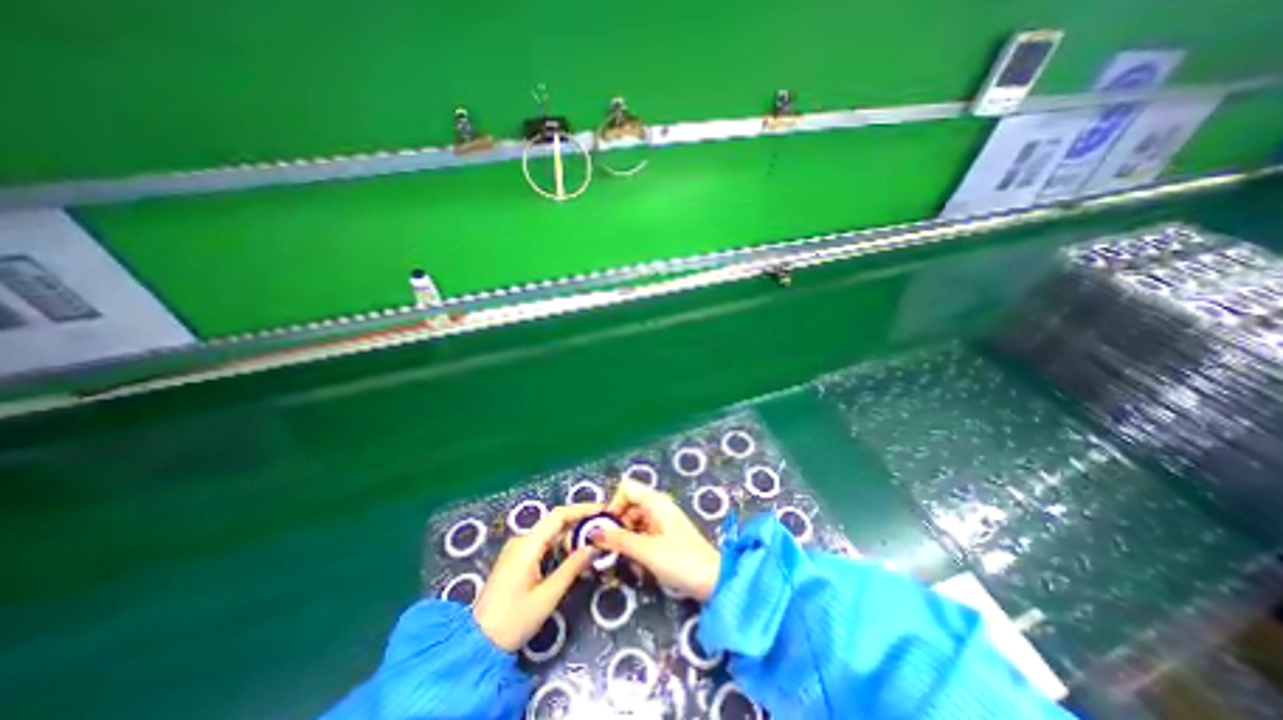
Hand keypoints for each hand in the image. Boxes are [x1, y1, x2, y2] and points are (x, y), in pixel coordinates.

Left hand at [473, 500, 605, 653]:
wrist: (476, 646)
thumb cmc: (512, 622)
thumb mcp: (547, 596)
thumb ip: (572, 568)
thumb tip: (594, 547)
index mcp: (527, 545)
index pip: (558, 516)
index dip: (582, 509)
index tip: (602, 510)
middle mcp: (521, 540)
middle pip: (555, 522)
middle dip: (580, 522)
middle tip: (603, 527)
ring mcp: (517, 549)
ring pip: (550, 533)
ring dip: (571, 535)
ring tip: (593, 541)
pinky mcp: (517, 559)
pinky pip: (543, 544)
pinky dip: (561, 545)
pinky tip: (574, 554)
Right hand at [591, 485, 720, 602]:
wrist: (713, 580)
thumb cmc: (680, 560)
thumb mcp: (645, 551)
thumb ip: (619, 540)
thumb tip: (593, 532)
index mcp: (655, 502)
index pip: (627, 488)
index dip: (614, 504)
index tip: (607, 527)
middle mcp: (658, 507)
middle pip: (628, 506)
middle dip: (618, 526)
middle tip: (610, 548)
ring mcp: (662, 521)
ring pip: (634, 522)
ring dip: (626, 540)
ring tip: (626, 561)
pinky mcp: (664, 536)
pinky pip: (643, 534)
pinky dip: (637, 547)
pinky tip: (638, 567)